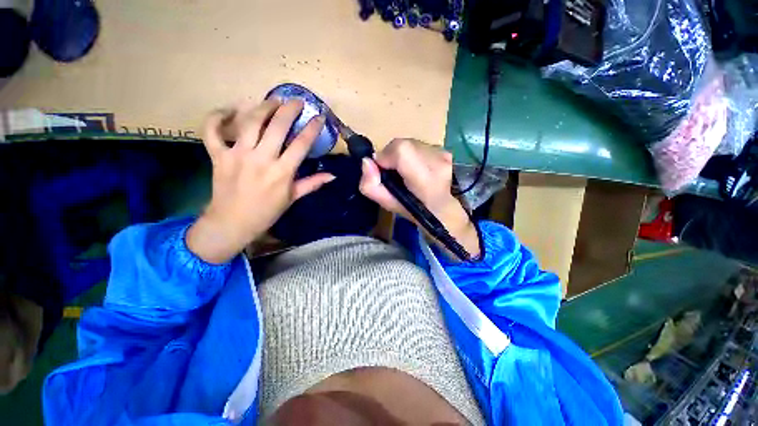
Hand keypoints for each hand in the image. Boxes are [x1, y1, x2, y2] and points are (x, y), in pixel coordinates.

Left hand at [187, 99, 334, 263]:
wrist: (232, 223)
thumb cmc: (267, 212)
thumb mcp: (292, 198)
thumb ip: (312, 183)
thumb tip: (333, 175)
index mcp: (282, 172)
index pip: (301, 144)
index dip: (312, 128)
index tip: (318, 117)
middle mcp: (261, 159)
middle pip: (277, 126)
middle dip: (289, 109)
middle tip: (296, 100)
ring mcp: (237, 155)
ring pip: (250, 122)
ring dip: (263, 107)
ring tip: (273, 100)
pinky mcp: (218, 155)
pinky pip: (213, 131)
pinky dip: (217, 117)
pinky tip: (228, 110)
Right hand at [359, 139, 479, 259]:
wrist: (440, 208)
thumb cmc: (412, 208)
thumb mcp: (386, 203)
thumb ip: (370, 185)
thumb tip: (367, 161)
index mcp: (425, 180)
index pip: (402, 150)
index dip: (387, 156)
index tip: (384, 168)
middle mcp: (438, 163)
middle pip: (404, 144)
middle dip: (392, 155)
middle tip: (394, 171)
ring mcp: (444, 155)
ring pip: (410, 142)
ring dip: (402, 154)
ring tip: (406, 170)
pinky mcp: (445, 150)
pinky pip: (419, 144)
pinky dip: (412, 153)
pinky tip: (416, 167)